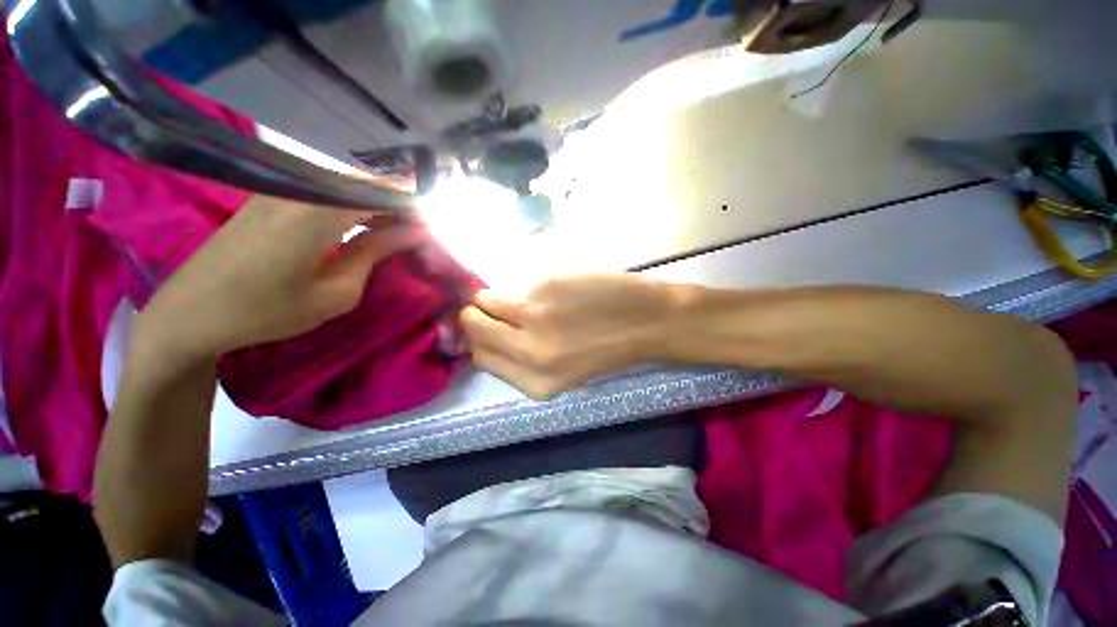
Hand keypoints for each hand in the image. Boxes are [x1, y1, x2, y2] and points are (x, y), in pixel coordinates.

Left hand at [136, 195, 424, 361]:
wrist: (190, 312)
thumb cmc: (267, 311)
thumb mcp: (336, 292)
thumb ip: (375, 253)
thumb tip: (411, 233)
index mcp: (317, 212)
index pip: (381, 191)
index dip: (413, 204)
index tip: (433, 225)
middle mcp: (299, 189)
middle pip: (365, 183)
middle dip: (397, 204)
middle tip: (417, 232)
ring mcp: (280, 189)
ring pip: (345, 186)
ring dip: (375, 205)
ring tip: (395, 233)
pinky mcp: (269, 196)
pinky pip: (323, 192)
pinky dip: (350, 207)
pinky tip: (360, 228)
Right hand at [461, 274, 685, 398]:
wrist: (648, 321)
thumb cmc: (609, 348)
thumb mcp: (564, 372)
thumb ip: (523, 358)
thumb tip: (492, 333)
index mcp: (535, 383)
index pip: (481, 358)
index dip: (477, 340)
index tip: (484, 327)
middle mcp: (528, 353)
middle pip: (475, 329)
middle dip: (476, 315)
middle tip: (492, 307)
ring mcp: (535, 317)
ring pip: (485, 301)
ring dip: (493, 297)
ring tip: (523, 297)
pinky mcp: (544, 287)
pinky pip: (515, 284)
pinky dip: (523, 286)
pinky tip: (549, 290)